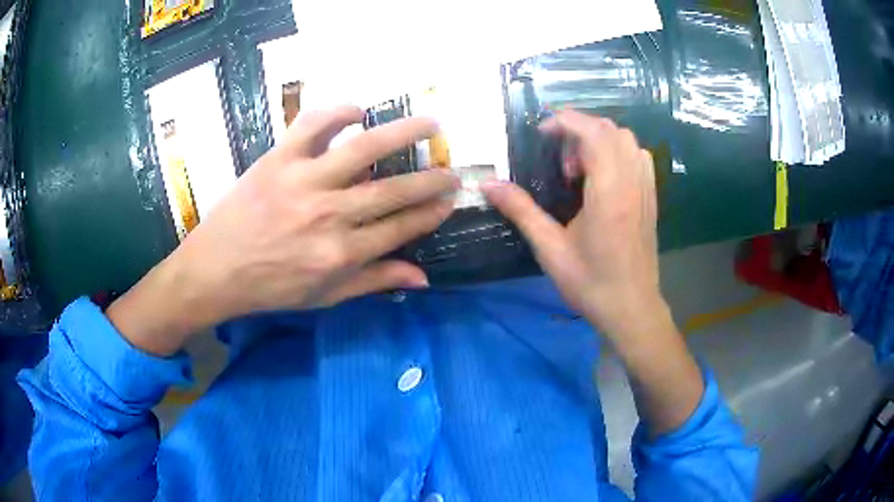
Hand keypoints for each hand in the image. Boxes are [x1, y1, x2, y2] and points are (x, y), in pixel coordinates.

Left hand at [108, 106, 457, 355]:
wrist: (214, 271)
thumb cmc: (270, 287)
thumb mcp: (324, 297)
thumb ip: (374, 282)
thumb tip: (423, 279)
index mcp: (340, 255)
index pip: (401, 228)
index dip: (430, 213)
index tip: (449, 201)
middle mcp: (329, 215)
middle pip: (394, 190)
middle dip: (432, 180)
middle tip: (453, 170)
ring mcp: (303, 182)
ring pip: (364, 148)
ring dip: (404, 133)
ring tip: (431, 123)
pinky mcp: (278, 159)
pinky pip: (312, 125)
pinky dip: (338, 111)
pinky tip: (358, 111)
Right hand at [485, 110, 703, 435]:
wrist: (631, 309)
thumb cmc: (591, 283)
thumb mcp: (550, 249)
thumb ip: (520, 210)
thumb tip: (488, 184)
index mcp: (609, 191)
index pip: (593, 131)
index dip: (564, 122)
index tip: (542, 135)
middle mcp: (632, 181)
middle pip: (610, 129)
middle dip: (579, 131)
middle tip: (559, 162)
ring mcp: (646, 188)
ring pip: (627, 140)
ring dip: (599, 140)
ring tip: (580, 170)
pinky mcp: (651, 198)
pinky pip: (638, 156)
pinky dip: (617, 152)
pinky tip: (602, 178)